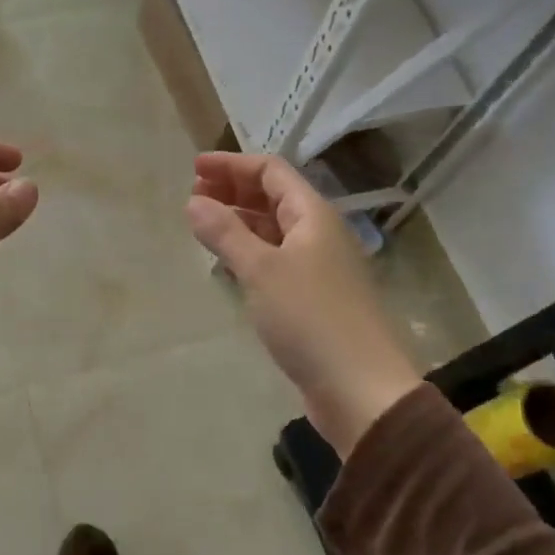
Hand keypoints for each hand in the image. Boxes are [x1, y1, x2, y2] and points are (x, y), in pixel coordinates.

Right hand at [186, 152, 421, 455]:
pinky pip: (276, 260)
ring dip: (240, 221)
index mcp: (313, 216)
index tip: (195, 169)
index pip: (272, 172)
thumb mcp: (261, 270)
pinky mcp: (313, 299)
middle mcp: (319, 234)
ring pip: (274, 230)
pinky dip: (250, 252)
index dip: (232, 165)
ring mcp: (318, 267)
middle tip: (194, 194)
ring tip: (204, 224)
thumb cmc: (310, 318)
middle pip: (274, 198)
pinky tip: (229, 262)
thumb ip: (225, 233)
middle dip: (234, 191)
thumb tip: (194, 202)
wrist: (360, 388)